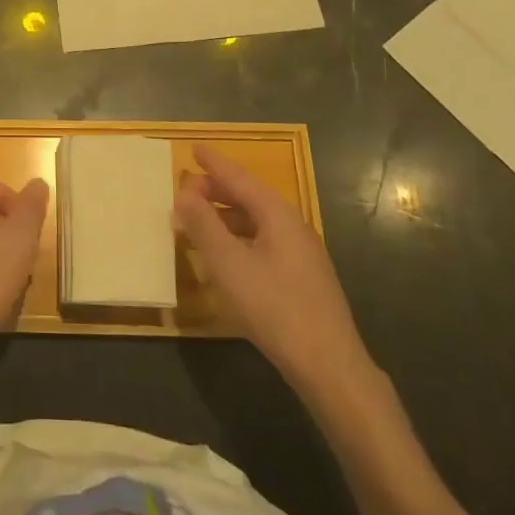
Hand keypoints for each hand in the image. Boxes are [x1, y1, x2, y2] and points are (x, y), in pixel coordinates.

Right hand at [174, 144, 372, 399]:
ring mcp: (301, 255)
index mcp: (278, 215)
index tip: (194, 148)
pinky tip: (224, 257)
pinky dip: (237, 239)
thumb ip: (203, 225)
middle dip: (217, 191)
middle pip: (250, 198)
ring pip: (256, 223)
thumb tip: (184, 193)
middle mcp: (293, 227)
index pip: (240, 178)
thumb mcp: (228, 263)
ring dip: (225, 217)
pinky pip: (262, 243)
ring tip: (197, 222)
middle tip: (186, 189)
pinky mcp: (302, 279)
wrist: (329, 366)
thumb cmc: (274, 307)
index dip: (215, 164)